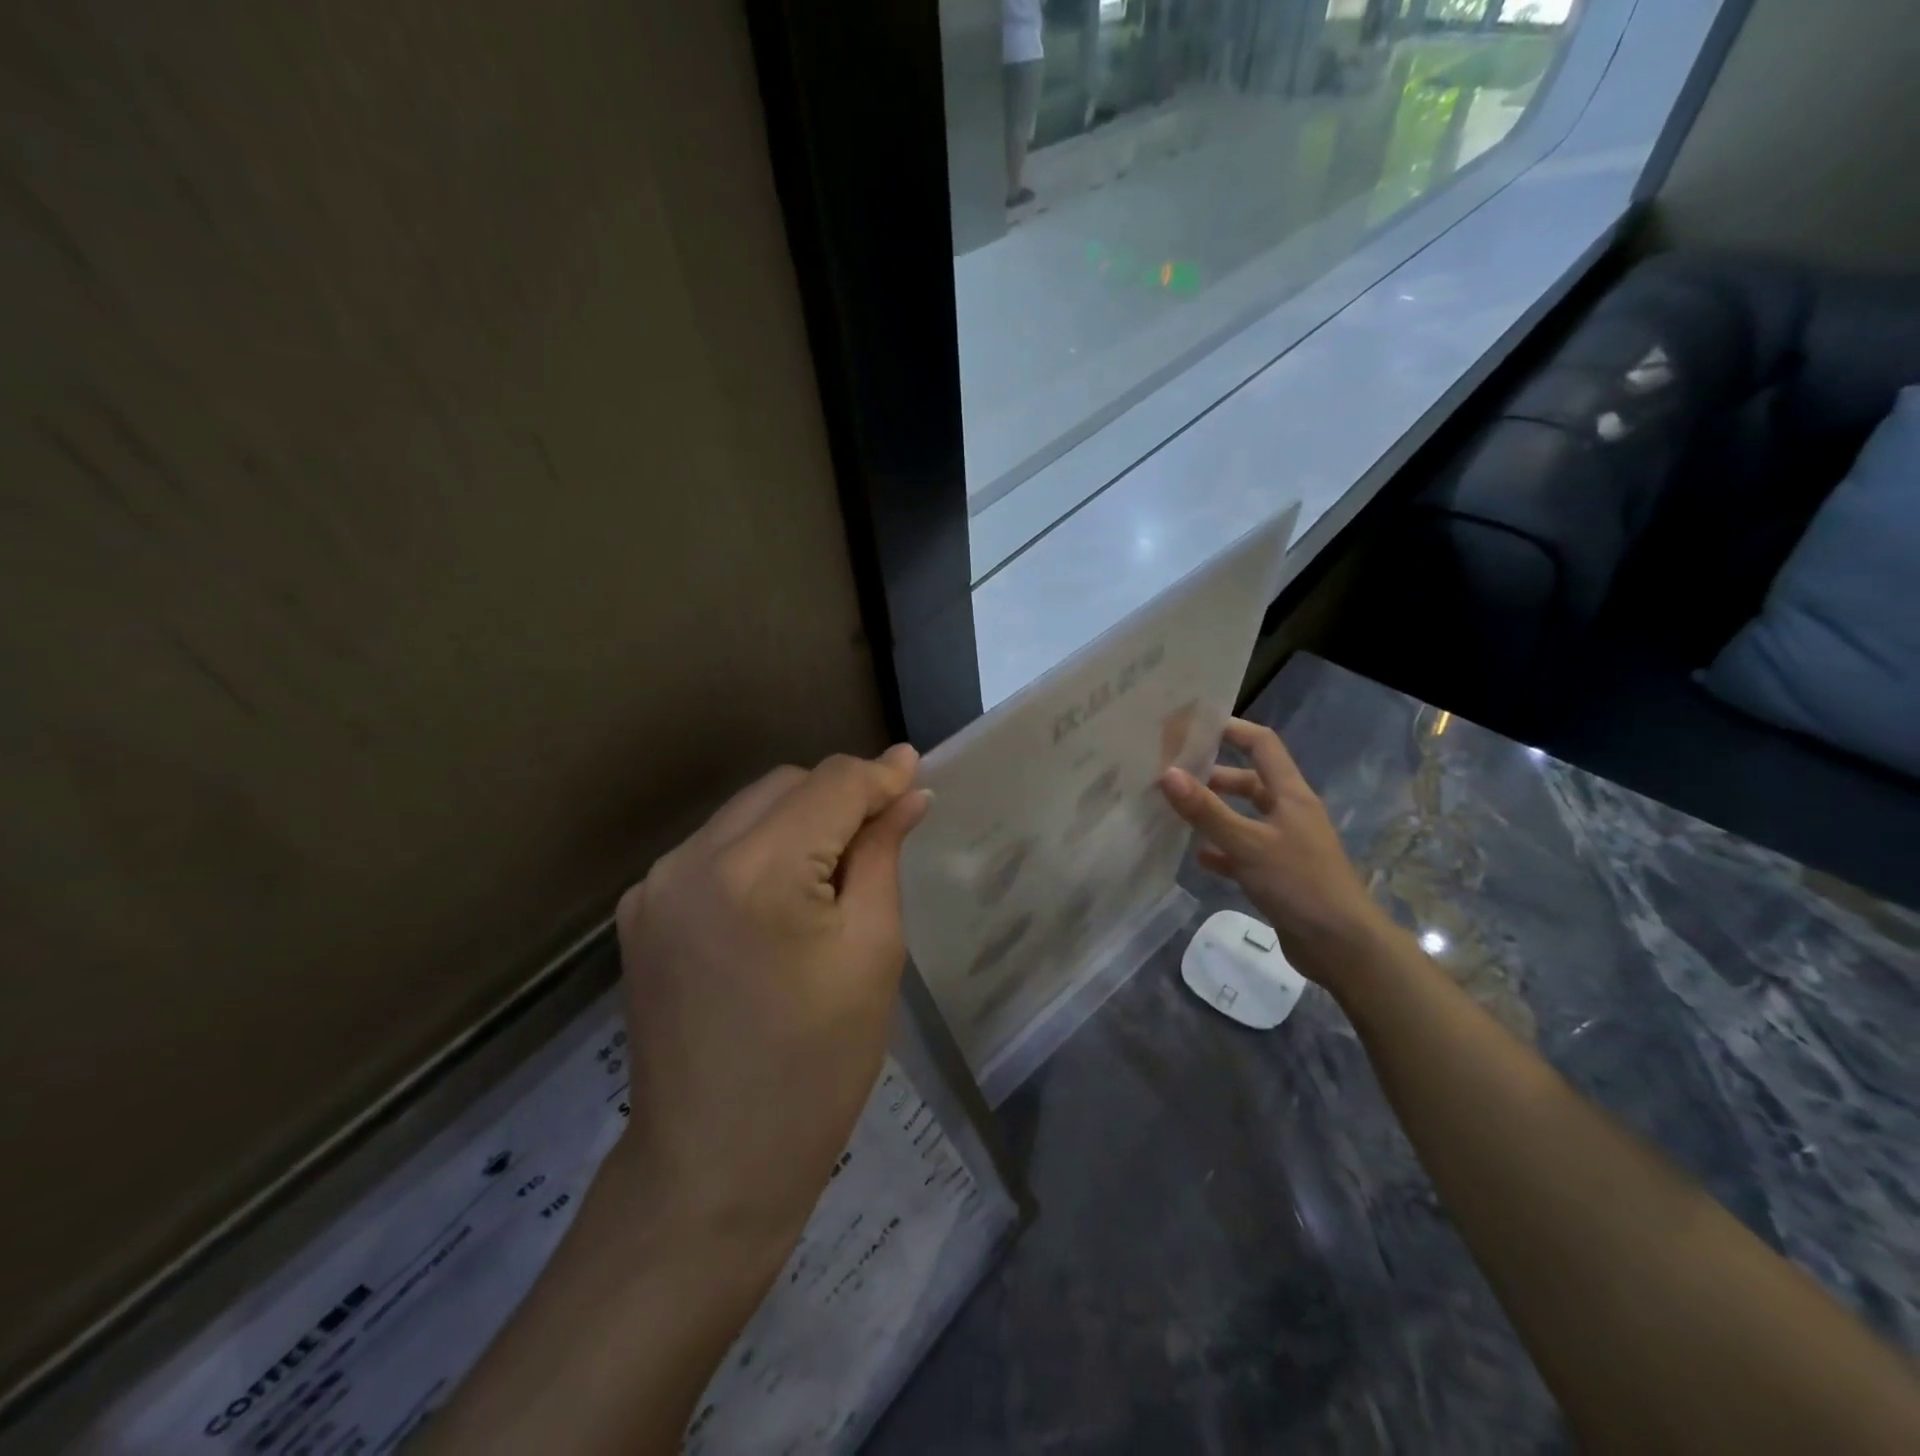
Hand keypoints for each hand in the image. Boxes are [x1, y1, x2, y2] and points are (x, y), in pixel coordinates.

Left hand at [610, 746, 930, 1268]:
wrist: (713, 1168)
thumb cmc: (817, 1067)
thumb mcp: (872, 953)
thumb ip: (883, 854)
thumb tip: (909, 791)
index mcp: (757, 872)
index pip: (830, 784)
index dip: (879, 775)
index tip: (917, 772)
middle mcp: (691, 859)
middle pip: (785, 785)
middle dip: (839, 797)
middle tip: (884, 832)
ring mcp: (655, 884)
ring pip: (747, 810)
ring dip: (799, 820)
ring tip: (835, 871)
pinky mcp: (640, 910)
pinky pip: (715, 847)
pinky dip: (759, 850)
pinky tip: (782, 896)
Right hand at [1159, 718, 1391, 988]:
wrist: (1342, 946)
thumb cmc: (1299, 883)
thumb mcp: (1248, 844)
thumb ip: (1207, 810)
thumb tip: (1167, 774)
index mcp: (1290, 794)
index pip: (1261, 745)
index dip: (1231, 730)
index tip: (1192, 727)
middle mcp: (1288, 812)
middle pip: (1248, 781)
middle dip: (1212, 776)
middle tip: (1171, 775)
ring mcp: (1284, 844)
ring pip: (1243, 817)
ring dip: (1214, 813)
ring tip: (1175, 812)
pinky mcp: (1278, 873)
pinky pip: (1243, 851)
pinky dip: (1221, 850)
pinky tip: (1198, 856)